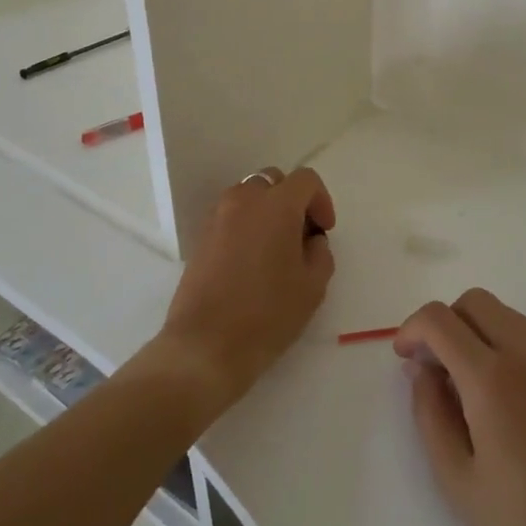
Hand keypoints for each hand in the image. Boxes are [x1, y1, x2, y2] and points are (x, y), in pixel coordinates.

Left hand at [158, 167, 336, 413]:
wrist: (205, 346)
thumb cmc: (267, 315)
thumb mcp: (312, 287)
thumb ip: (320, 253)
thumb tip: (311, 241)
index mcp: (276, 205)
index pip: (305, 180)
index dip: (322, 201)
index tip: (324, 231)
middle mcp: (244, 200)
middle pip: (275, 181)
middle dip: (293, 201)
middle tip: (302, 237)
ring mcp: (218, 216)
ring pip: (250, 195)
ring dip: (268, 210)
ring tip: (276, 248)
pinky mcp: (201, 236)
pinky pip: (231, 215)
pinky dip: (247, 224)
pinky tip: (252, 261)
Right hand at [396, 288, 525, 525]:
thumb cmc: (523, 520)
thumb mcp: (456, 477)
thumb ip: (429, 412)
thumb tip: (421, 370)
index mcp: (491, 376)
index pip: (440, 319)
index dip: (412, 329)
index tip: (405, 358)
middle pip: (475, 301)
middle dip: (445, 322)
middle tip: (435, 366)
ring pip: (506, 315)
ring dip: (477, 332)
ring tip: (470, 385)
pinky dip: (508, 347)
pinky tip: (509, 398)